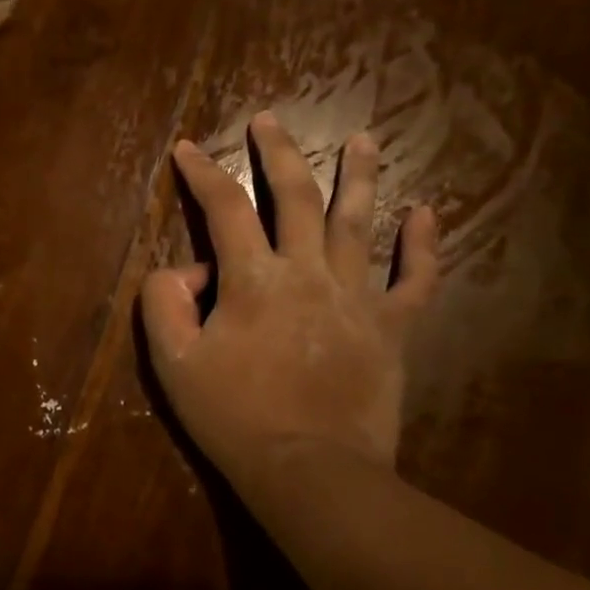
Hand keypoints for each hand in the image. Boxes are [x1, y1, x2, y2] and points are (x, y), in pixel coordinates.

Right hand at [141, 113, 439, 496]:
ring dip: (359, 175)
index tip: (187, 148)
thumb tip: (184, 270)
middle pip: (296, 197)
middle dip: (278, 153)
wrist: (311, 470)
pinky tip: (426, 212)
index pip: (225, 210)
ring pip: (360, 222)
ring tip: (363, 139)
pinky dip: (422, 244)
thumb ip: (164, 302)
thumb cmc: (234, 418)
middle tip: (269, 119)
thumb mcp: (173, 363)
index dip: (202, 174)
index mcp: (253, 281)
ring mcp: (357, 297)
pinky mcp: (391, 328)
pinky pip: (414, 279)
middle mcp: (309, 273)